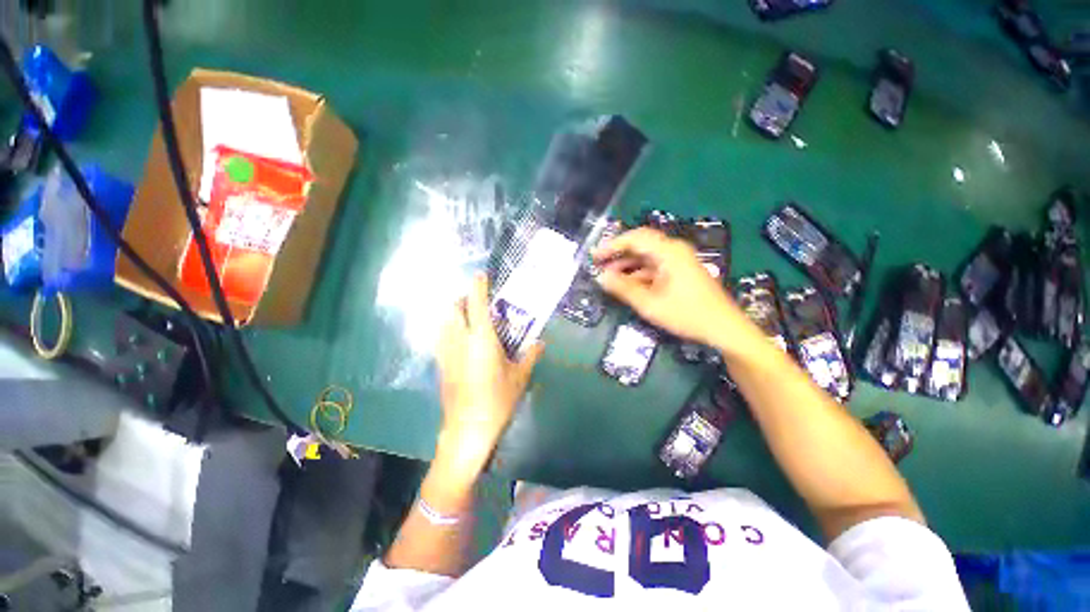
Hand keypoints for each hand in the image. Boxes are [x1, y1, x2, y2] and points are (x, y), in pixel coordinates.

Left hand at [435, 273, 543, 470]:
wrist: (467, 429)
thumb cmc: (497, 400)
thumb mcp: (519, 377)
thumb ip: (530, 355)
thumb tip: (541, 342)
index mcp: (481, 338)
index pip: (476, 303)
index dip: (478, 286)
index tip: (481, 275)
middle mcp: (460, 339)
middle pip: (453, 308)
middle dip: (462, 299)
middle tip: (477, 302)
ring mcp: (446, 352)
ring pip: (444, 321)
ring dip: (454, 313)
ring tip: (468, 318)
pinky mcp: (440, 364)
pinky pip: (441, 337)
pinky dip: (448, 329)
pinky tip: (460, 340)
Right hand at [594, 228, 746, 347]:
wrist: (724, 328)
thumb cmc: (687, 314)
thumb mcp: (650, 304)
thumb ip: (623, 289)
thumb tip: (601, 277)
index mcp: (668, 252)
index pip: (635, 238)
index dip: (612, 245)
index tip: (594, 256)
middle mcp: (674, 250)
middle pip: (640, 245)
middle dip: (618, 254)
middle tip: (598, 265)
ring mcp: (679, 261)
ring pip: (647, 257)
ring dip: (627, 265)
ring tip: (609, 277)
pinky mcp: (681, 272)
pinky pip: (655, 267)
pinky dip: (639, 273)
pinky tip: (628, 285)